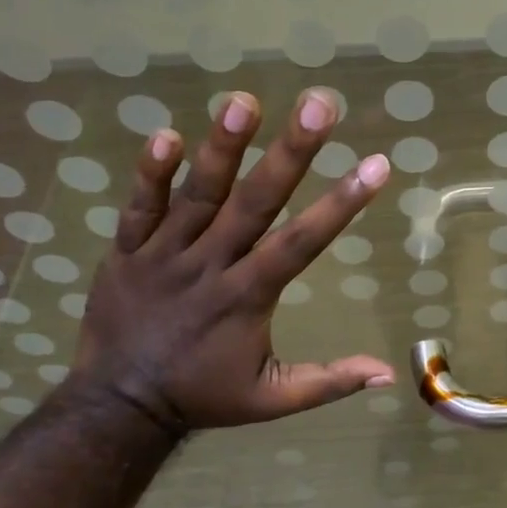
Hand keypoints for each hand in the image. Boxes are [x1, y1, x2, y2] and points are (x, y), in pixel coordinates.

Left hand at [72, 87, 395, 431]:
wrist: (118, 406)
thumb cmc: (204, 395)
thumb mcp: (272, 400)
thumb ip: (329, 382)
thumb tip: (389, 373)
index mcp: (247, 298)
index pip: (302, 243)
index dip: (341, 204)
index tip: (376, 165)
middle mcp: (209, 266)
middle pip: (255, 203)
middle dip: (290, 153)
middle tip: (319, 105)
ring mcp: (163, 255)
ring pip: (197, 196)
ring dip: (222, 148)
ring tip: (244, 101)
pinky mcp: (126, 252)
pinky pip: (138, 208)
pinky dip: (150, 174)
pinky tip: (168, 134)